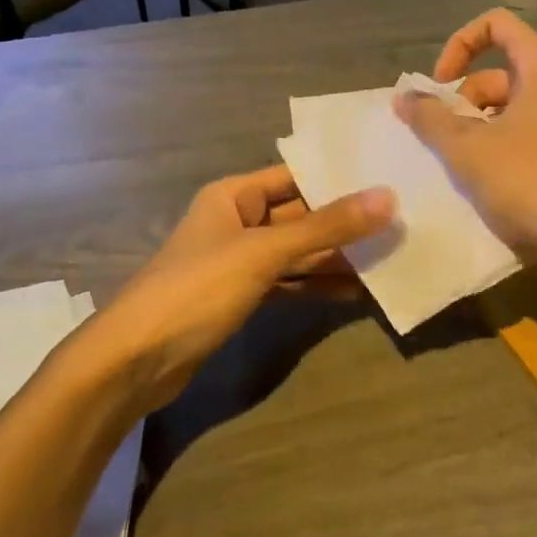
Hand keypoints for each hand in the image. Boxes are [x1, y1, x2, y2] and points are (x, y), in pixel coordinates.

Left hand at [91, 166, 395, 414]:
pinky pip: (287, 282)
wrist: (135, 360)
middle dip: (343, 223)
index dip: (338, 178)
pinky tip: (355, 291)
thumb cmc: (197, 289)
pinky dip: (316, 285)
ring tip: (388, 257)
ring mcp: (238, 262)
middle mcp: (236, 221)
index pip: (295, 176)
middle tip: (400, 222)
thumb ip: (326, 227)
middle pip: (299, 215)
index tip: (388, 179)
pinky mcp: (239, 297)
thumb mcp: (264, 252)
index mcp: (233, 195)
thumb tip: (388, 197)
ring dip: (335, 257)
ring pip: (296, 252)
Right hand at [394, 9, 536, 262]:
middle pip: (500, 72)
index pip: (495, 25)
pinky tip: (491, 182)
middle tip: (444, 140)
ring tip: (463, 166)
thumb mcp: (469, 150)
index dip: (458, 46)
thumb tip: (403, 96)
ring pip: (512, 106)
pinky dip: (503, 145)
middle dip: (464, 101)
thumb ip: (430, 119)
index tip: (439, 86)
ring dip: (479, 128)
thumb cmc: (532, 182)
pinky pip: (530, 130)